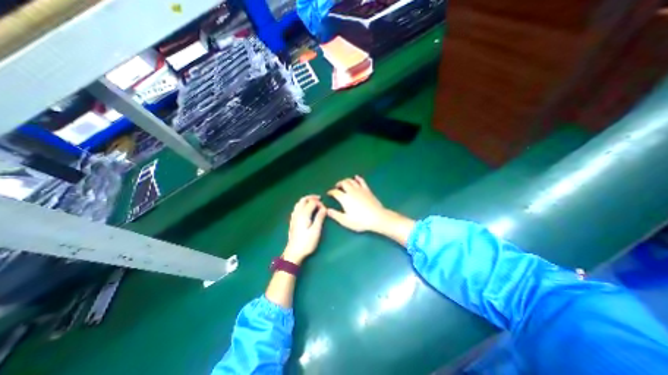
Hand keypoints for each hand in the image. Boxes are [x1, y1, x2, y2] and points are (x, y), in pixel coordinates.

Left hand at [281, 197, 325, 263]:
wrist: (294, 252)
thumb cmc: (306, 243)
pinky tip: (305, 210)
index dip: (319, 203)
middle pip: (303, 200)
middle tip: (319, 199)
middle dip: (312, 197)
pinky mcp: (292, 221)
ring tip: (313, 202)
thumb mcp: (316, 231)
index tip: (325, 209)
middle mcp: (297, 213)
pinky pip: (296, 208)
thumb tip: (324, 208)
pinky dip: (302, 205)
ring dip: (306, 200)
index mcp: (303, 214)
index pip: (312, 202)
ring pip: (299, 203)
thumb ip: (320, 218)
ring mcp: (293, 217)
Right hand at [327, 174, 389, 232]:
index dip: (331, 192)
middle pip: (343, 183)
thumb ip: (335, 215)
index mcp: (345, 198)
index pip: (335, 192)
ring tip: (344, 183)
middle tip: (337, 187)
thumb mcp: (345, 221)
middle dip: (338, 184)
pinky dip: (357, 178)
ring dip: (346, 180)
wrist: (377, 217)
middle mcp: (351, 191)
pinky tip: (356, 177)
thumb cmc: (360, 221)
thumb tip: (327, 210)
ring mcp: (360, 189)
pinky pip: (361, 181)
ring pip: (351, 181)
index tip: (329, 193)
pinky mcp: (367, 189)